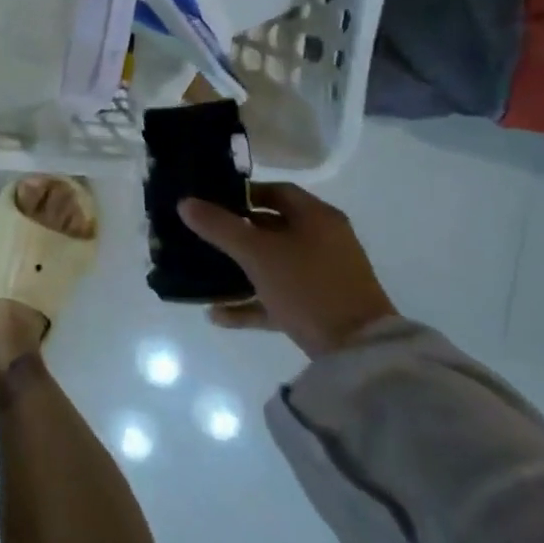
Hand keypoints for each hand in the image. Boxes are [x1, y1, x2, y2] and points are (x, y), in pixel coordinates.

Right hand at [178, 185, 398, 357]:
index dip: (243, 193)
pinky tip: (217, 315)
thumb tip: (185, 203)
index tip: (212, 201)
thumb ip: (219, 227)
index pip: (277, 192)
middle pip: (273, 228)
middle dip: (235, 233)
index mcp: (317, 218)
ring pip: (273, 264)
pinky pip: (277, 297)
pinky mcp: (320, 307)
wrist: (357, 350)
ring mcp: (324, 276)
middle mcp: (324, 241)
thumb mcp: (257, 253)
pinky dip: (250, 303)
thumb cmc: (307, 286)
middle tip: (202, 236)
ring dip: (238, 271)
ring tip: (204, 276)